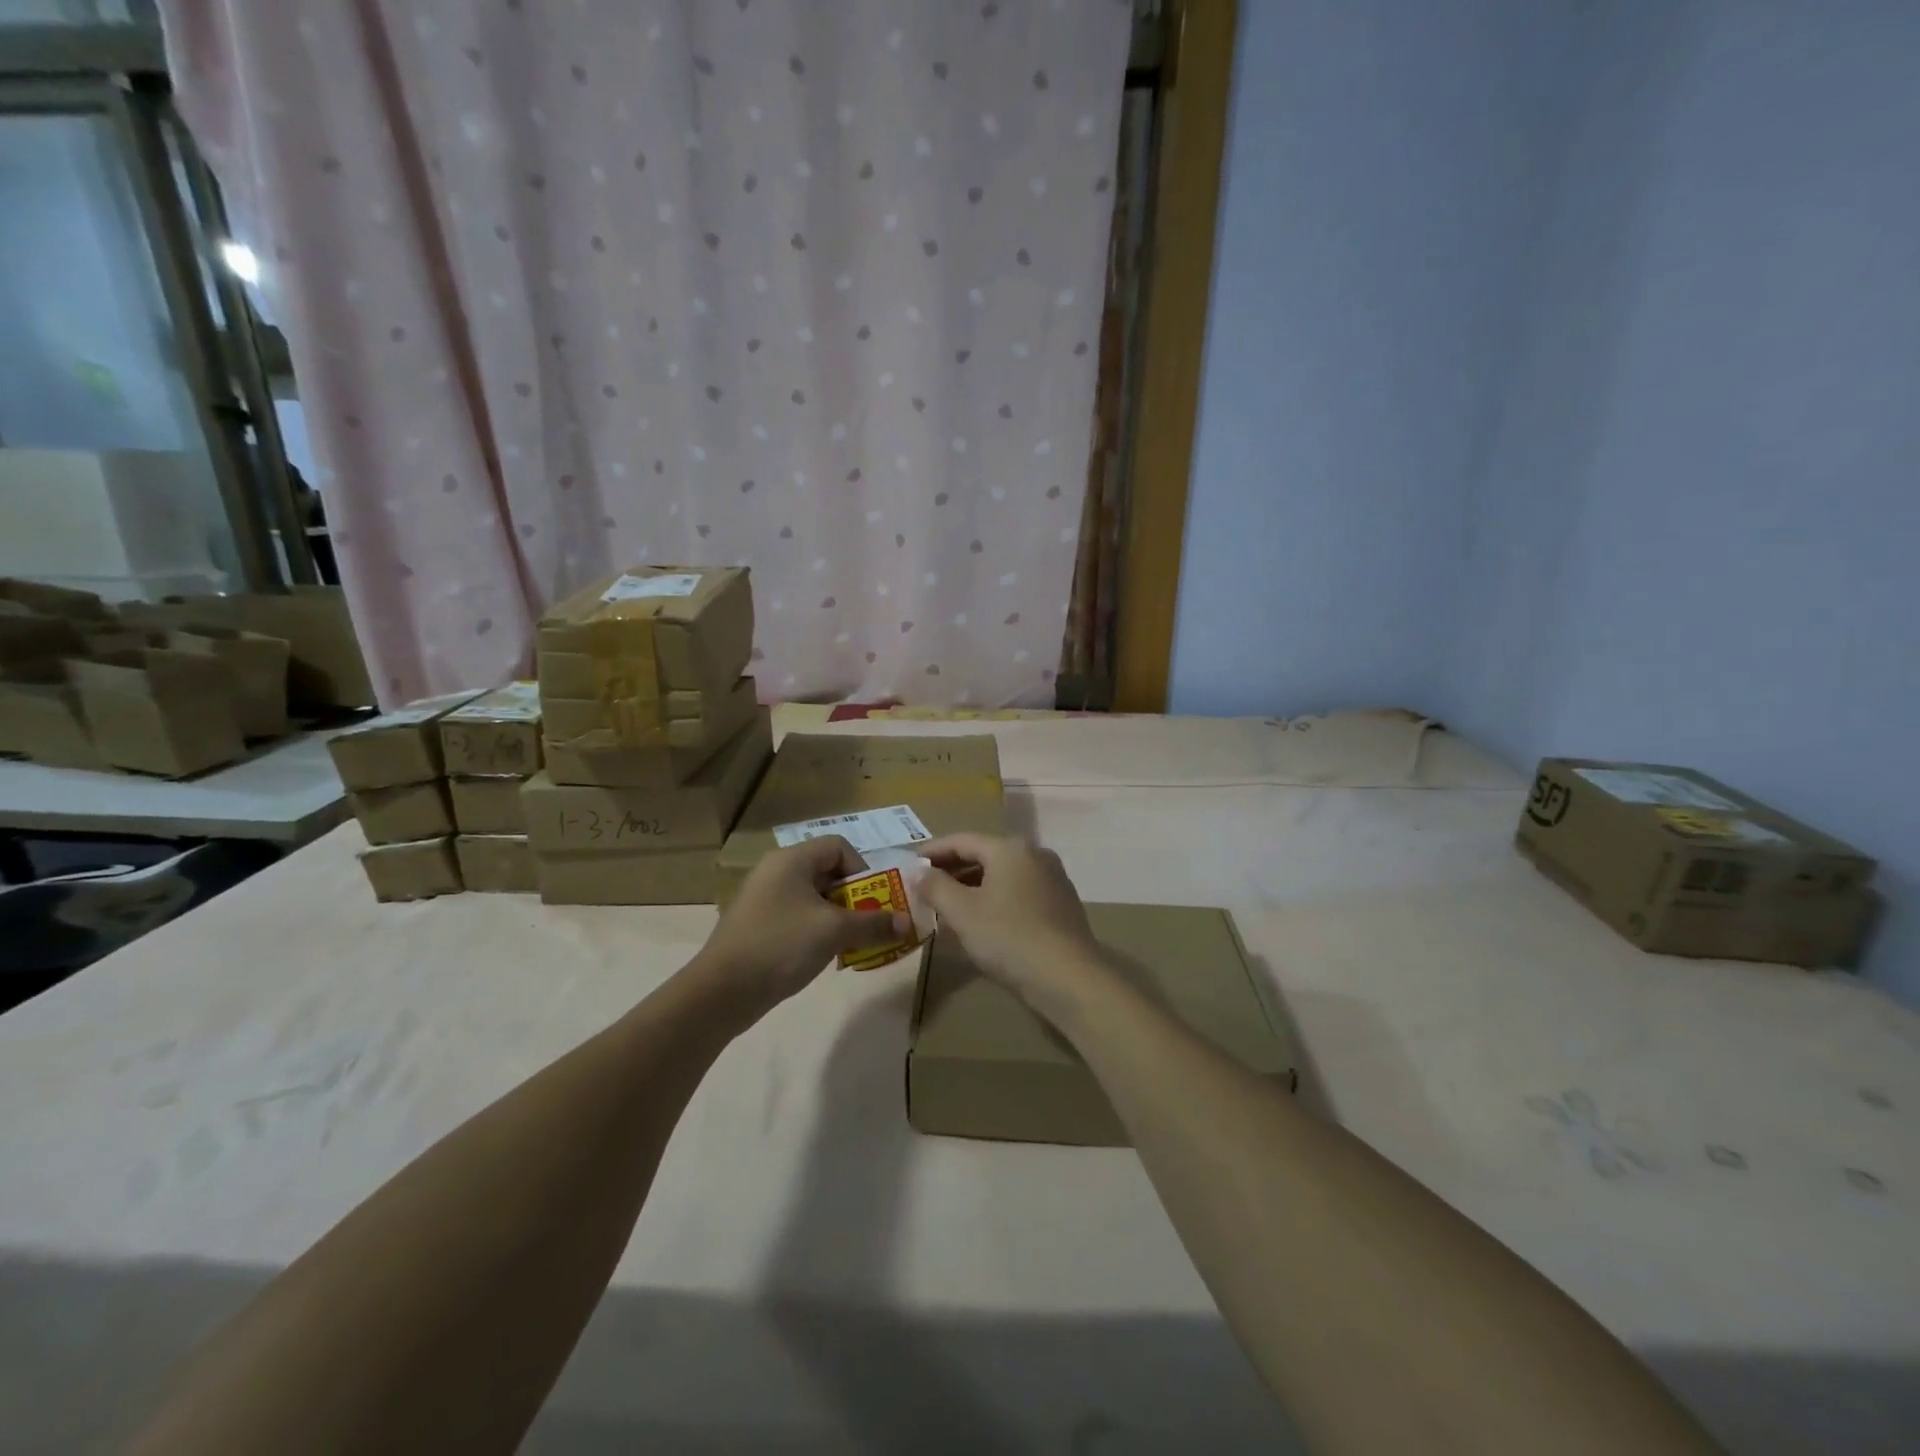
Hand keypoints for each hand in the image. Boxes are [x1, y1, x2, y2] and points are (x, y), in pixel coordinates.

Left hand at [695, 837, 908, 1016]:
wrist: (722, 991)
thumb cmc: (781, 945)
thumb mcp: (834, 931)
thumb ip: (874, 923)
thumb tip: (907, 923)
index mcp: (791, 859)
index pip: (838, 847)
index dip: (863, 869)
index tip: (874, 900)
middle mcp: (775, 871)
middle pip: (827, 872)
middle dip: (854, 897)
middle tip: (869, 924)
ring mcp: (763, 898)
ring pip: (813, 897)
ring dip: (837, 917)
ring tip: (850, 943)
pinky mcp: (756, 924)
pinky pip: (797, 916)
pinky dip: (816, 930)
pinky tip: (822, 956)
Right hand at [915, 833, 1101, 1012]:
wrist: (1069, 978)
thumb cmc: (1009, 938)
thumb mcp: (962, 912)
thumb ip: (936, 887)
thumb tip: (919, 873)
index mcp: (1010, 848)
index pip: (962, 840)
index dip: (933, 851)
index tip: (910, 864)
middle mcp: (1035, 855)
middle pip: (984, 854)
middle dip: (953, 869)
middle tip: (925, 886)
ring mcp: (1053, 879)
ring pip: (1002, 874)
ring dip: (973, 885)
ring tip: (948, 904)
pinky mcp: (1062, 904)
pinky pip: (1019, 891)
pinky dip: (995, 898)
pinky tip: (982, 920)